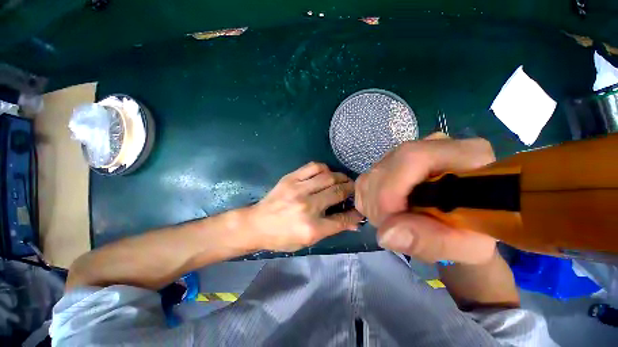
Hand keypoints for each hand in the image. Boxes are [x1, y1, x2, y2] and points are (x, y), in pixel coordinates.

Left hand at [246, 162, 363, 251]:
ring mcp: (298, 189)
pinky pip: (313, 167)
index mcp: (311, 228)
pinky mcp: (290, 178)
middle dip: (351, 190)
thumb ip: (331, 229)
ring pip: (328, 177)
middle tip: (354, 190)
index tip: (360, 209)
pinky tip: (326, 174)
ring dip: (340, 177)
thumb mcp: (307, 241)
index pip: (342, 219)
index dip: (355, 214)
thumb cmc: (282, 237)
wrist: (257, 224)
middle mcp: (307, 206)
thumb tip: (353, 222)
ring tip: (343, 180)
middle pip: (338, 193)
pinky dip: (324, 169)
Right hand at [355, 133, 497, 263]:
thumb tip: (385, 234)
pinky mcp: (391, 162)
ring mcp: (408, 152)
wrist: (464, 221)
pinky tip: (383, 212)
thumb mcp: (466, 247)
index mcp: (465, 155)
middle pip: (386, 167)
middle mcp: (432, 145)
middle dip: (379, 203)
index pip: (412, 158)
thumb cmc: (473, 234)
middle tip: (391, 229)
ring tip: (391, 222)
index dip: (391, 190)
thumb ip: (431, 241)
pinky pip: (366, 179)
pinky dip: (368, 200)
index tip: (388, 222)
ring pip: (371, 174)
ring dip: (372, 204)